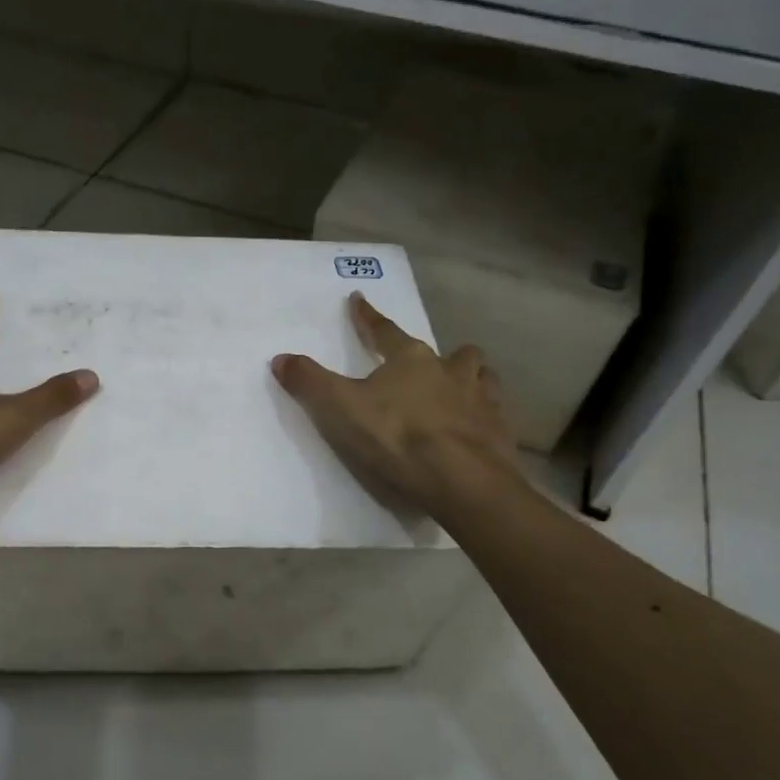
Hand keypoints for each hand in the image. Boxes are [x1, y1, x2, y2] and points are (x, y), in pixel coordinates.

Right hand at [272, 292, 530, 526]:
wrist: (461, 480)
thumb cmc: (396, 438)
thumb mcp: (339, 409)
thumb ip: (309, 382)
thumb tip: (280, 358)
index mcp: (410, 359)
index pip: (384, 330)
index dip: (367, 317)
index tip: (359, 299)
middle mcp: (449, 369)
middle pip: (447, 351)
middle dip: (437, 354)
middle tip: (426, 364)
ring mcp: (481, 398)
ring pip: (480, 374)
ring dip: (468, 377)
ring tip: (458, 389)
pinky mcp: (499, 428)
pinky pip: (495, 410)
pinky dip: (484, 412)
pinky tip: (477, 425)